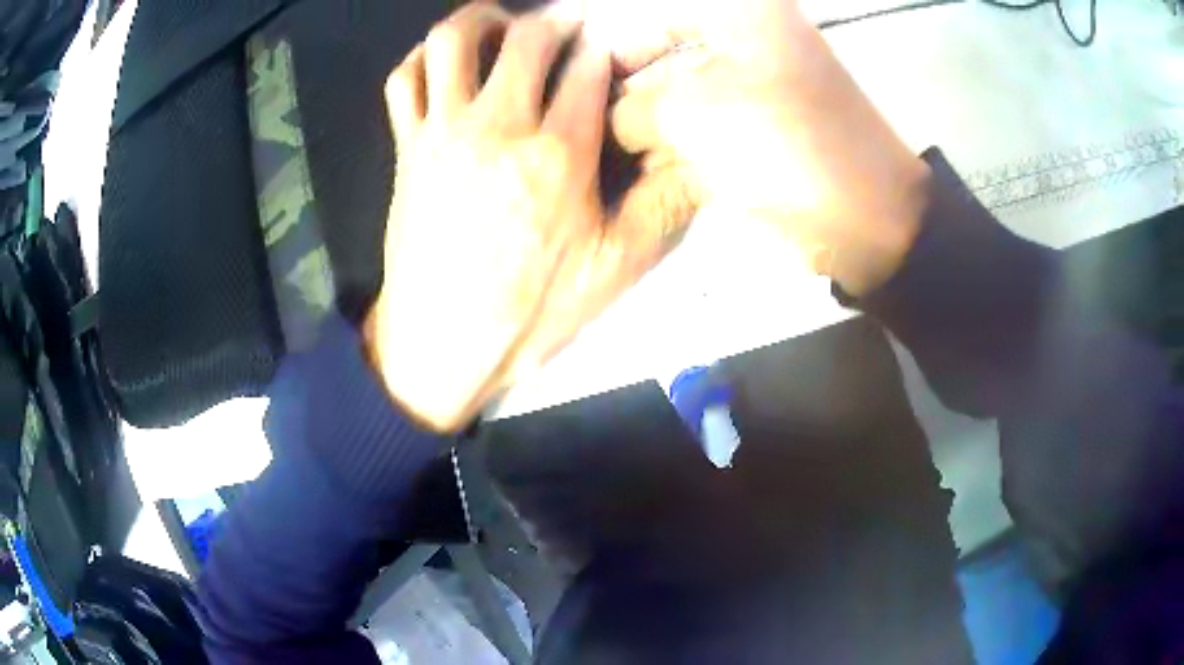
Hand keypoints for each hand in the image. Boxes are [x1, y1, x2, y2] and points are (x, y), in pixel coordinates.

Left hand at [366, 4, 694, 433]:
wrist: (442, 343)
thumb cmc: (531, 311)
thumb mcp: (615, 269)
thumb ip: (661, 207)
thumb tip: (699, 162)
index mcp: (559, 152)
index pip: (588, 67)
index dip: (604, 46)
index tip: (609, 48)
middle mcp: (499, 125)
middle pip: (528, 36)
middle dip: (555, 21)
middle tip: (567, 30)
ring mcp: (444, 131)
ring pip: (452, 41)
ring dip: (481, 20)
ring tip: (501, 27)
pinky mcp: (407, 147)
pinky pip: (404, 80)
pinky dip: (421, 59)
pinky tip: (443, 65)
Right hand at [598, 0, 931, 296]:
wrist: (867, 219)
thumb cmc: (783, 148)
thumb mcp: (691, 114)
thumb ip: (633, 107)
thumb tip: (612, 119)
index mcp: (741, 14)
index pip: (654, 17)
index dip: (611, 51)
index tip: (576, 90)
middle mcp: (753, 40)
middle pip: (668, 57)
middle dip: (630, 97)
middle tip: (590, 133)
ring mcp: (763, 87)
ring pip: (686, 96)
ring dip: (652, 128)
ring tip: (615, 159)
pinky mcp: (769, 129)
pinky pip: (710, 128)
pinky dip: (681, 149)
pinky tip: (653, 173)